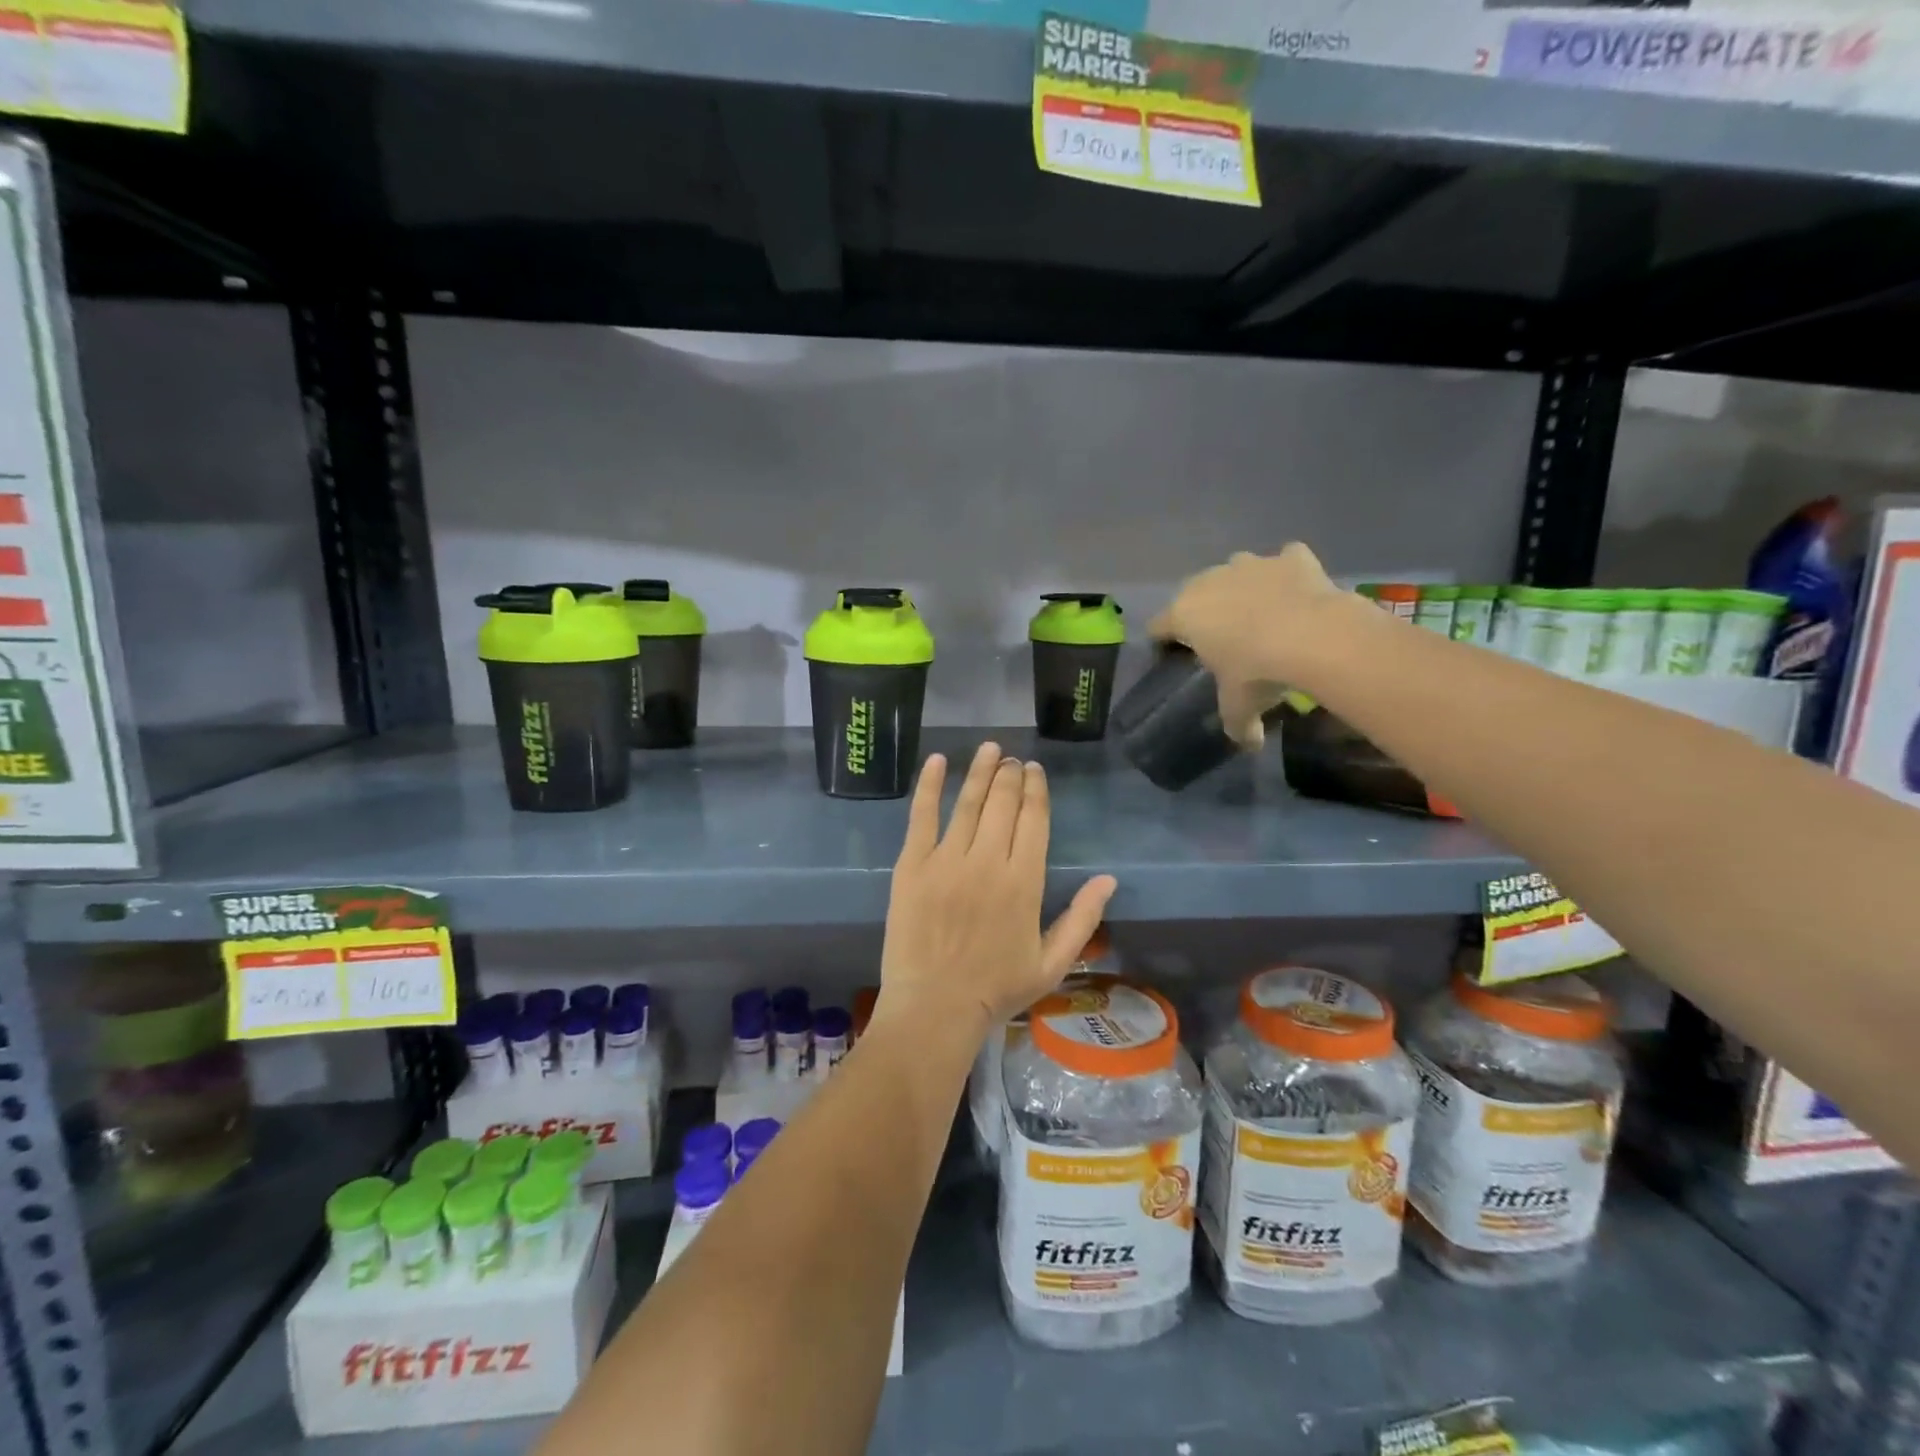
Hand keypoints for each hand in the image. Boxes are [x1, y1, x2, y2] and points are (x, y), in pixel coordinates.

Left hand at [878, 743, 1116, 1040]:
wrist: (935, 1008)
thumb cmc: (996, 990)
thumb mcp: (1053, 963)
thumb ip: (1083, 919)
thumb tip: (1109, 880)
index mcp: (1025, 882)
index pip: (1035, 820)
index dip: (1036, 790)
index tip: (1034, 771)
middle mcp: (989, 861)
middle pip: (1003, 804)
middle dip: (1010, 776)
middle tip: (1011, 761)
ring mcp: (947, 860)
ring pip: (968, 802)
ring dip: (980, 771)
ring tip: (989, 749)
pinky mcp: (913, 865)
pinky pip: (921, 816)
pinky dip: (929, 786)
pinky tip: (936, 761)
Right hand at [1150, 543, 1349, 747]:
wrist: (1314, 636)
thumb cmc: (1258, 671)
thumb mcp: (1240, 706)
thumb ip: (1238, 725)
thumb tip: (1249, 744)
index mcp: (1184, 615)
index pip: (1158, 626)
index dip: (1164, 642)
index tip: (1175, 657)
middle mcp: (1209, 581)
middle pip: (1194, 593)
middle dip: (1205, 612)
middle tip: (1224, 639)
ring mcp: (1250, 564)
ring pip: (1236, 571)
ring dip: (1243, 587)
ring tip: (1263, 614)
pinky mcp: (1290, 556)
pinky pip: (1284, 561)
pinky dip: (1288, 573)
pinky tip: (1298, 592)